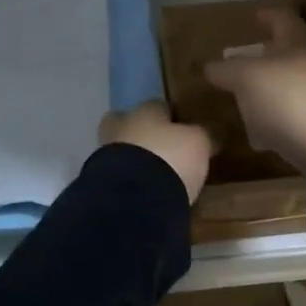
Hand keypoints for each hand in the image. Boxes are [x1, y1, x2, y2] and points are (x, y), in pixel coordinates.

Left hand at [98, 101, 212, 203]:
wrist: (133, 199)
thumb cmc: (170, 158)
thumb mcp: (198, 143)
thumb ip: (201, 136)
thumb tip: (208, 135)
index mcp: (144, 110)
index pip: (157, 106)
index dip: (170, 117)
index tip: (181, 130)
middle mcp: (121, 126)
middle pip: (128, 124)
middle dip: (141, 135)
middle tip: (161, 150)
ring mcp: (104, 155)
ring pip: (120, 151)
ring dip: (133, 161)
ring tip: (154, 177)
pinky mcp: (98, 183)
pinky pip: (117, 177)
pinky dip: (128, 182)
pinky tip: (143, 193)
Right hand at [204, 8, 305, 174]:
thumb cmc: (288, 97)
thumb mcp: (246, 79)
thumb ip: (227, 70)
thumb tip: (210, 66)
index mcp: (300, 40)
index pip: (282, 17)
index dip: (267, 15)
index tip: (255, 16)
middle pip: (293, 51)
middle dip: (270, 56)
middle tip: (248, 62)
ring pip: (296, 83)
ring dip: (274, 90)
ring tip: (250, 102)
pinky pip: (301, 113)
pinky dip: (283, 118)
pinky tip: (265, 133)